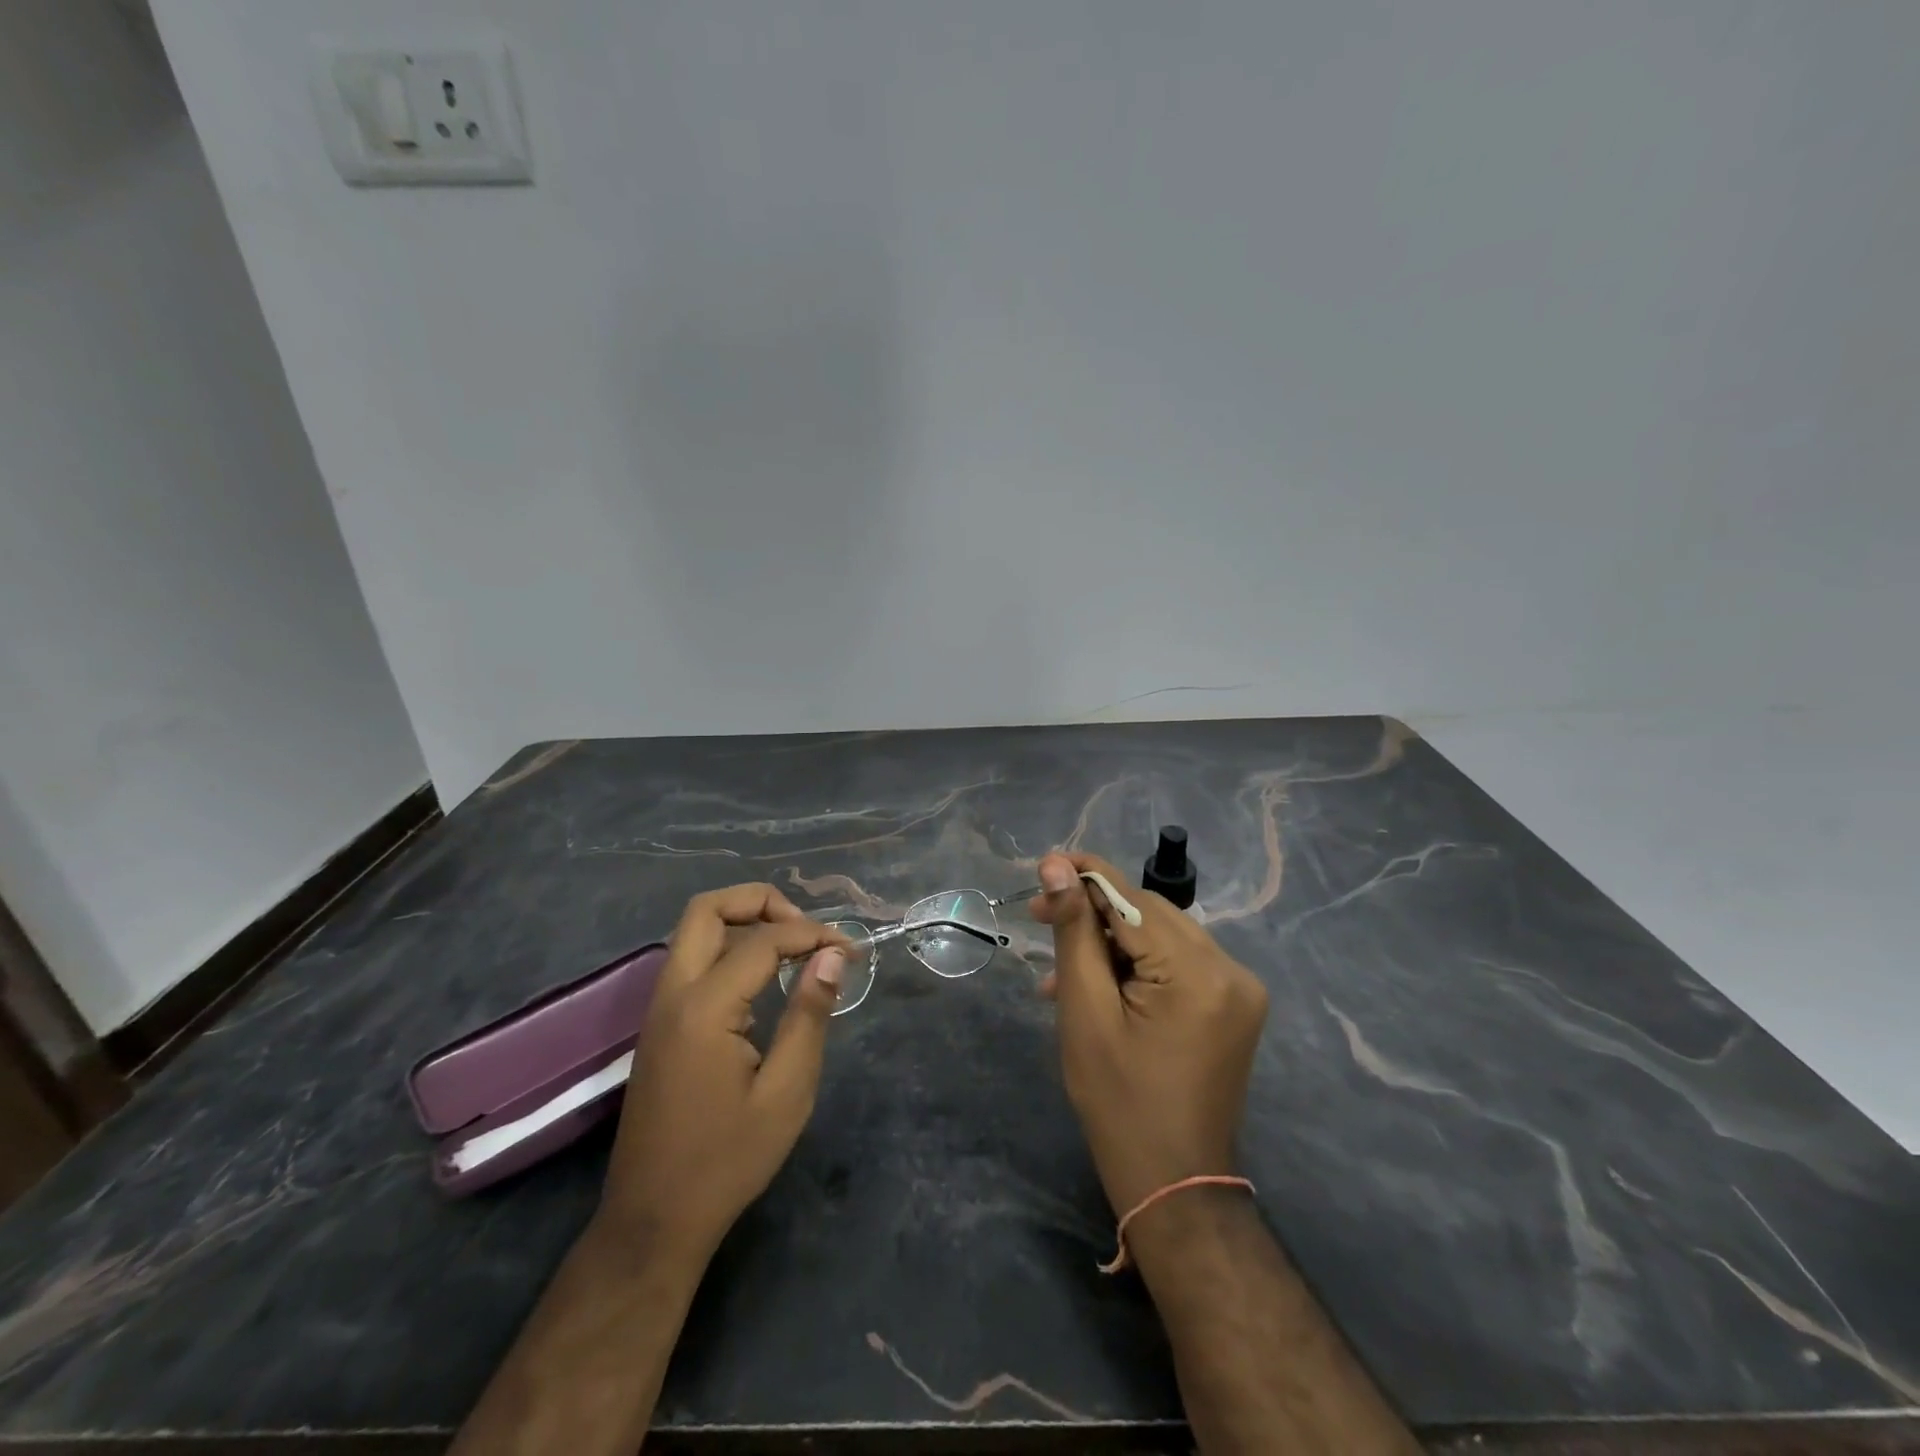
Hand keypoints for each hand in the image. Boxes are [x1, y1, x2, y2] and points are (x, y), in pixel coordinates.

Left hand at [601, 883, 847, 1254]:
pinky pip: (691, 961)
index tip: (852, 951)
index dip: (813, 935)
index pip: (763, 940)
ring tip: (792, 948)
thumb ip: (809, 1015)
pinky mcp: (659, 1026)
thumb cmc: (727, 1160)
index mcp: (705, 1007)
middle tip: (806, 930)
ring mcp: (659, 1009)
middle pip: (707, 909)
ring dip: (743, 922)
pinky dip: (729, 948)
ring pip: (694, 931)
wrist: (652, 1221)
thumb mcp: (786, 1092)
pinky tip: (763, 980)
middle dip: (761, 902)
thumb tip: (833, 957)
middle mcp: (673, 994)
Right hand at [1032, 852, 1267, 1216]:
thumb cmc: (1118, 1102)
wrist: (1174, 1184)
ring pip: (1161, 935)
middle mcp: (1231, 969)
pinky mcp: (1233, 1004)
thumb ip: (1074, 931)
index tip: (1041, 868)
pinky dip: (1136, 964)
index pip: (1133, 899)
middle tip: (1039, 917)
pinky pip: (1177, 963)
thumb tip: (1056, 865)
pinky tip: (1097, 984)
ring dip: (1111, 941)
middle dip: (1093, 912)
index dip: (1084, 877)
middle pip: (1149, 914)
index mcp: (1199, 973)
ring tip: (1059, 969)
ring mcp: (1238, 988)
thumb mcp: (1085, 1010)